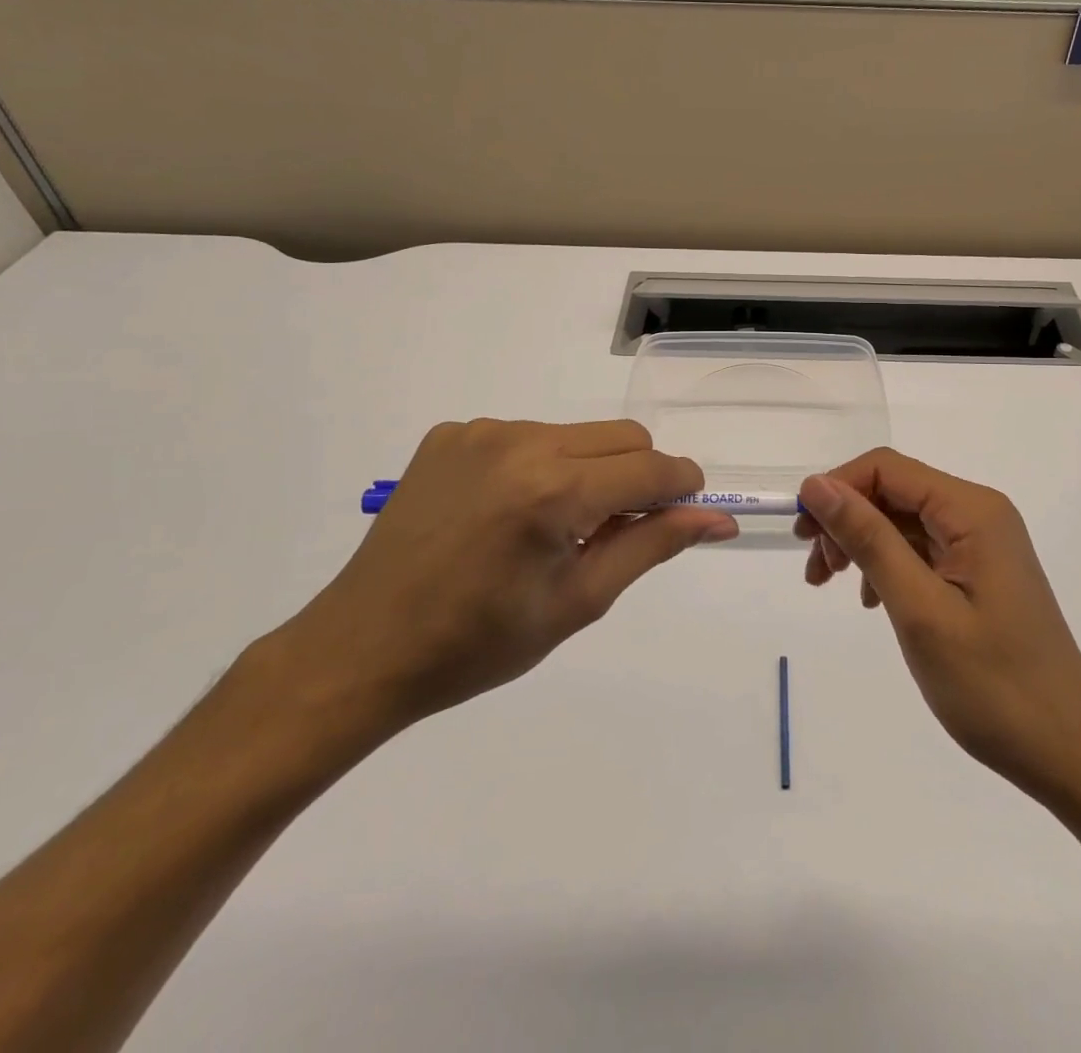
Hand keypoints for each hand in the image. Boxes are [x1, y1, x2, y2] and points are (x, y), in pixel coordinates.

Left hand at [271, 419, 737, 738]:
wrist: (362, 649)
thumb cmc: (478, 644)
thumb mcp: (579, 601)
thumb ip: (653, 545)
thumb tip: (718, 519)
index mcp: (554, 492)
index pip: (652, 469)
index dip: (682, 488)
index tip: (685, 512)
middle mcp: (520, 443)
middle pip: (622, 437)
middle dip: (638, 476)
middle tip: (613, 531)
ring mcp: (481, 432)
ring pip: (576, 434)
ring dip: (587, 470)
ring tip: (552, 526)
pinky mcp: (450, 434)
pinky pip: (526, 435)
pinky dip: (538, 465)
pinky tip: (506, 511)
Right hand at [797, 449, 1080, 806]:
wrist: (1068, 752)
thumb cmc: (993, 685)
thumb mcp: (919, 609)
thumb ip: (869, 539)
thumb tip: (817, 484)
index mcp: (972, 511)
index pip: (887, 468)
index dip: (837, 488)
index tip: (802, 533)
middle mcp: (979, 514)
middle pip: (894, 491)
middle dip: (846, 520)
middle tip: (815, 570)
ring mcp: (982, 544)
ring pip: (902, 520)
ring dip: (861, 544)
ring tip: (830, 585)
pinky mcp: (979, 572)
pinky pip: (921, 550)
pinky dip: (886, 565)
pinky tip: (871, 601)